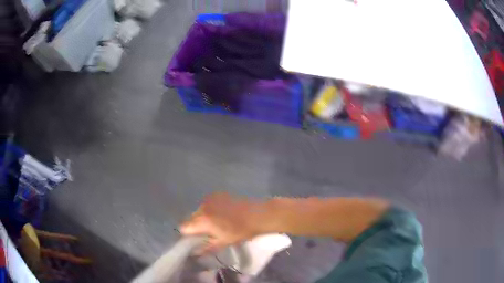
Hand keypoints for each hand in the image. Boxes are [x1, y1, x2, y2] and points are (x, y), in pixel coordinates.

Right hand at [180, 192, 260, 253]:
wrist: (258, 215)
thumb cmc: (240, 231)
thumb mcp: (223, 242)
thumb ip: (206, 248)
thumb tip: (195, 253)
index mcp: (202, 220)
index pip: (184, 227)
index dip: (188, 234)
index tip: (196, 239)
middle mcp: (202, 207)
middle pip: (191, 218)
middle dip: (196, 226)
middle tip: (209, 233)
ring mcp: (209, 199)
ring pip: (199, 211)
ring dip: (204, 218)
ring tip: (218, 223)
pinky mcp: (217, 194)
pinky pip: (207, 204)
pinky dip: (210, 210)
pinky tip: (222, 214)